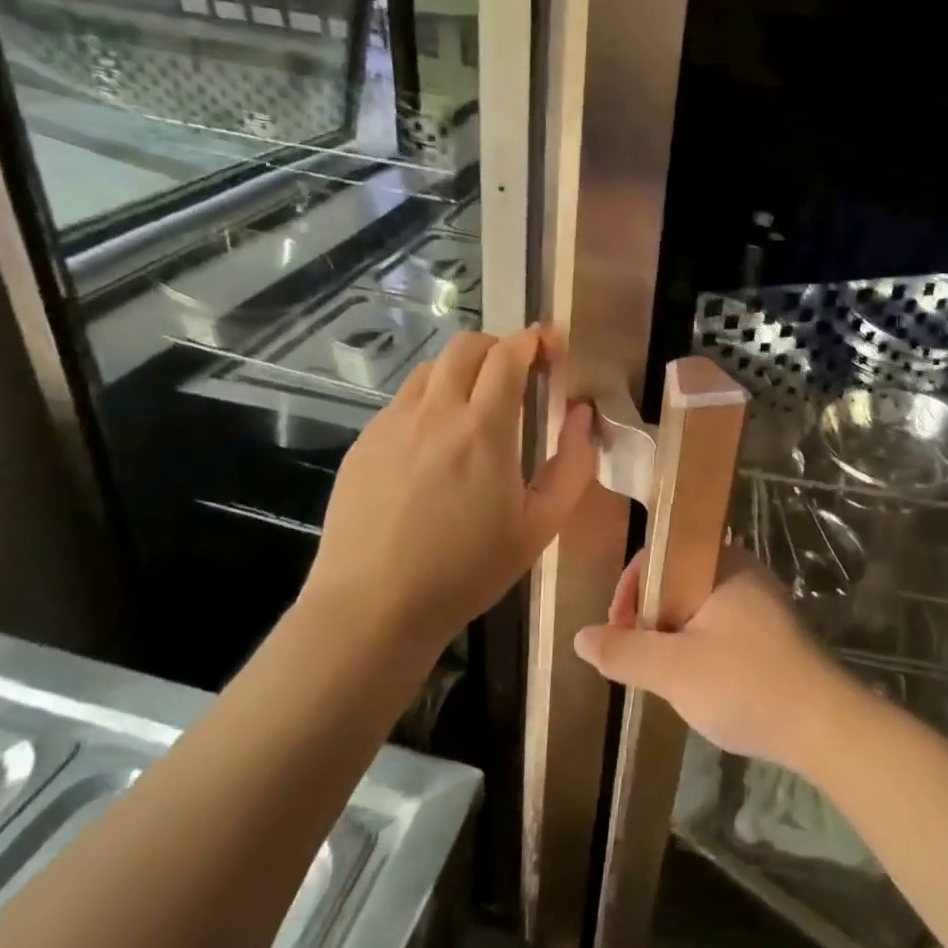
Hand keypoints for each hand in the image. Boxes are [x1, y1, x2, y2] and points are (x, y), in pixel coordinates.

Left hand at [303, 327, 596, 659]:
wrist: (373, 608)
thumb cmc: (467, 571)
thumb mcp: (539, 527)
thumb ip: (572, 465)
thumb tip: (582, 415)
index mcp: (483, 429)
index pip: (508, 354)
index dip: (534, 339)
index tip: (551, 346)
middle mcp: (435, 413)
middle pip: (466, 345)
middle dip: (498, 346)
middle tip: (517, 374)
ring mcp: (392, 424)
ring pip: (430, 369)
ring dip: (461, 371)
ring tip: (475, 406)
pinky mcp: (364, 443)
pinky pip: (403, 401)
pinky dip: (430, 401)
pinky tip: (435, 444)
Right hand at [573, 544, 860, 773]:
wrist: (826, 727)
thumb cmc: (746, 684)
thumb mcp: (673, 670)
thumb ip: (623, 650)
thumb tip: (580, 636)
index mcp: (722, 562)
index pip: (660, 554)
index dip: (630, 589)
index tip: (617, 631)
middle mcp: (743, 571)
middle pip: (676, 580)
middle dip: (649, 617)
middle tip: (636, 658)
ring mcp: (761, 603)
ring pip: (696, 607)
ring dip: (672, 636)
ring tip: (662, 675)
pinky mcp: (772, 634)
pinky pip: (719, 627)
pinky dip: (698, 648)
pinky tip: (697, 684)